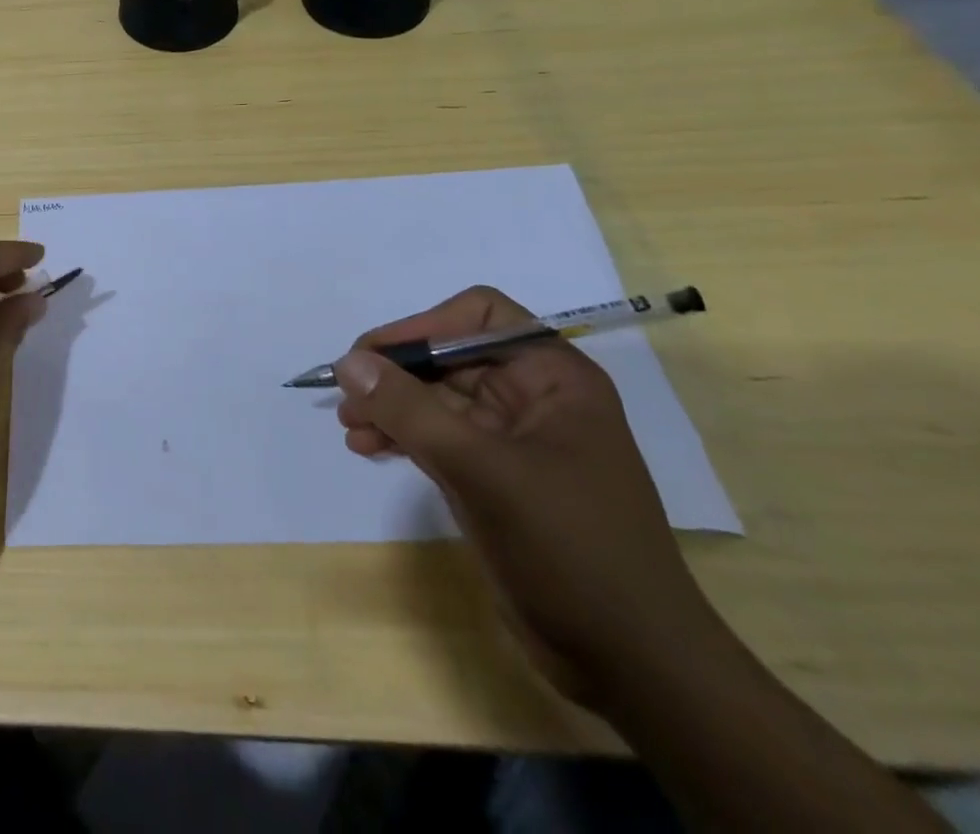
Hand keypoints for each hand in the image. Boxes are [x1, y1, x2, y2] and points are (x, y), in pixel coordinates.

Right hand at [335, 286, 723, 708]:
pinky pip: (439, 437)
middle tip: (346, 395)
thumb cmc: (569, 548)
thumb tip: (348, 363)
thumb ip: (409, 409)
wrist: (633, 664)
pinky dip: (402, 436)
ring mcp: (515, 440)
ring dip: (391, 405)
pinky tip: (367, 448)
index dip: (423, 327)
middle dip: (396, 373)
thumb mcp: (481, 469)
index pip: (478, 316)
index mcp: (553, 377)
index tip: (374, 356)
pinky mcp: (497, 477)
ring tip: (349, 424)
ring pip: (438, 398)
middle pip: (450, 357)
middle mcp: (535, 398)